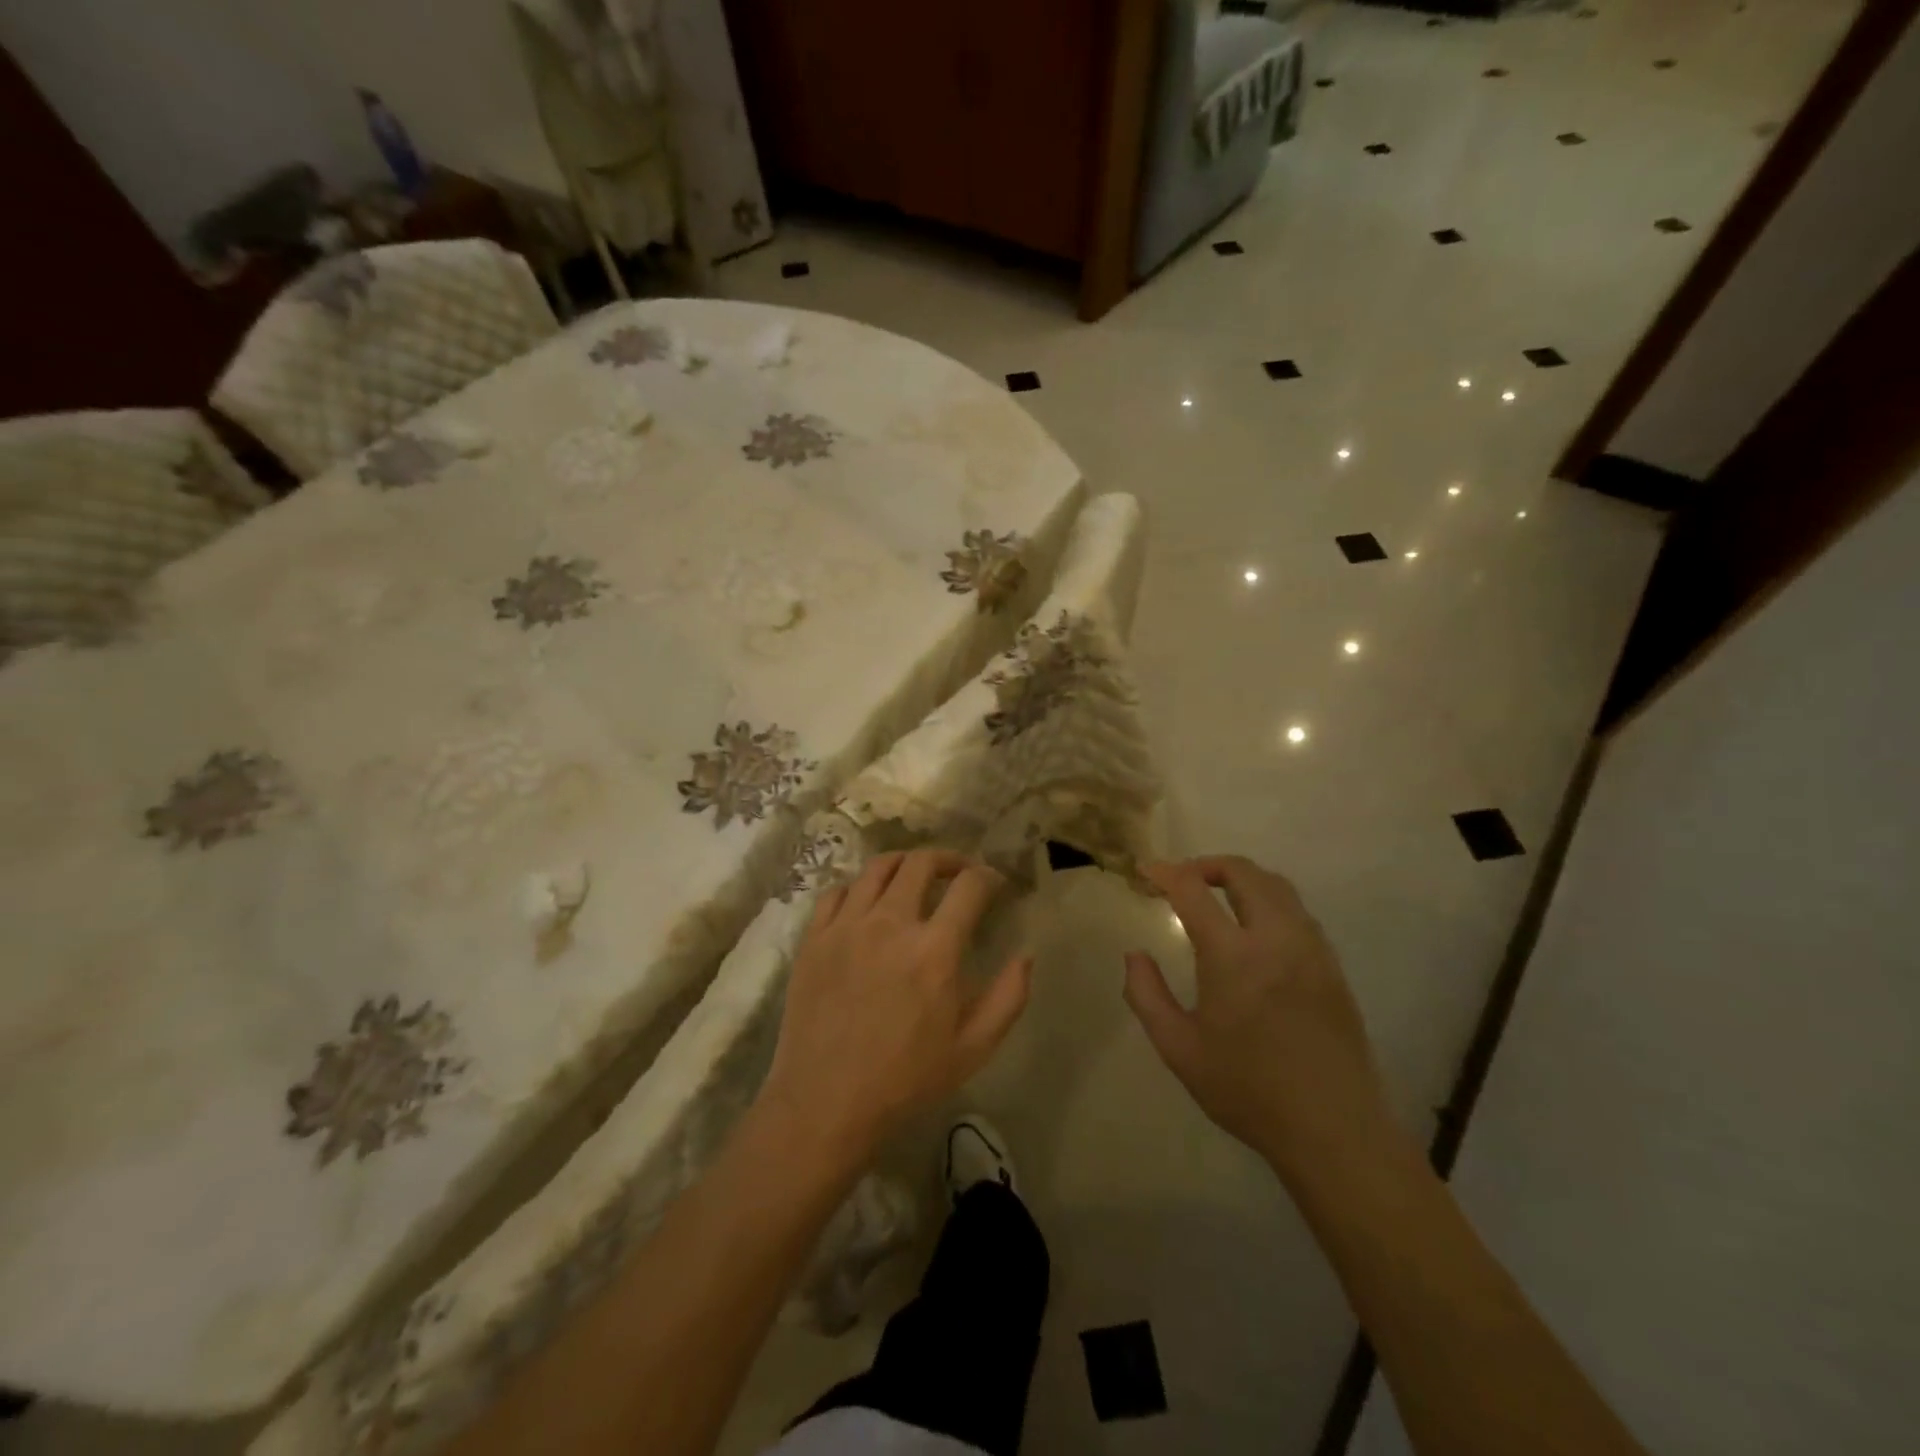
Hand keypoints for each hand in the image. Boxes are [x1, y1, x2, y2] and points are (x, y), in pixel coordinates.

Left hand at [760, 849, 1032, 1166]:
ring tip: (915, 876)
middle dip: (948, 860)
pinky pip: (838, 891)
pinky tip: (867, 902)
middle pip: (922, 862)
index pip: (969, 886)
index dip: (988, 876)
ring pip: (878, 867)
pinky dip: (859, 886)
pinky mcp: (814, 937)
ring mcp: (846, 926)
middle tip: (958, 873)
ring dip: (905, 863)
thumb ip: (1009, 996)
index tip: (994, 883)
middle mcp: (890, 924)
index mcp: (934, 950)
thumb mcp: (974, 1048)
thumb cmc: (906, 1079)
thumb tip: (1026, 954)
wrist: (826, 1103)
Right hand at [1123, 856, 1396, 1181]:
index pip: (1193, 890)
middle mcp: (1276, 938)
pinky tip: (1253, 930)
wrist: (1334, 1130)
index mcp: (1233, 956)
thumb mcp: (1179, 1049)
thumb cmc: (1248, 1091)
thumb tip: (1135, 955)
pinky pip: (1297, 912)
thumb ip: (1147, 995)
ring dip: (1241, 879)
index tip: (1145, 871)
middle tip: (1181, 880)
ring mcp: (1311, 949)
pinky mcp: (1332, 966)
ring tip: (1216, 897)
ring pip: (1277, 886)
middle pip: (1243, 872)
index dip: (1165, 872)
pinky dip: (1268, 901)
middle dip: (1205, 865)